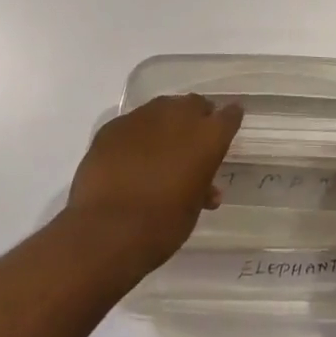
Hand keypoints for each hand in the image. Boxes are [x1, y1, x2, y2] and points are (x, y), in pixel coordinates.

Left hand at [65, 94, 242, 275]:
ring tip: (159, 148)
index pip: (229, 116)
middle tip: (192, 140)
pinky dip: (136, 136)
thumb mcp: (192, 209)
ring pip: (162, 109)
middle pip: (194, 104)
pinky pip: (132, 125)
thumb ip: (201, 187)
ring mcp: (143, 117)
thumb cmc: (161, 226)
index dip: (230, 119)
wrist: (106, 232)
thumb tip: (205, 187)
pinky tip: (129, 157)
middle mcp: (178, 116)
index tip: (229, 124)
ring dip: (165, 123)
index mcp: (207, 137)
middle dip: (196, 118)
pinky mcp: (113, 126)